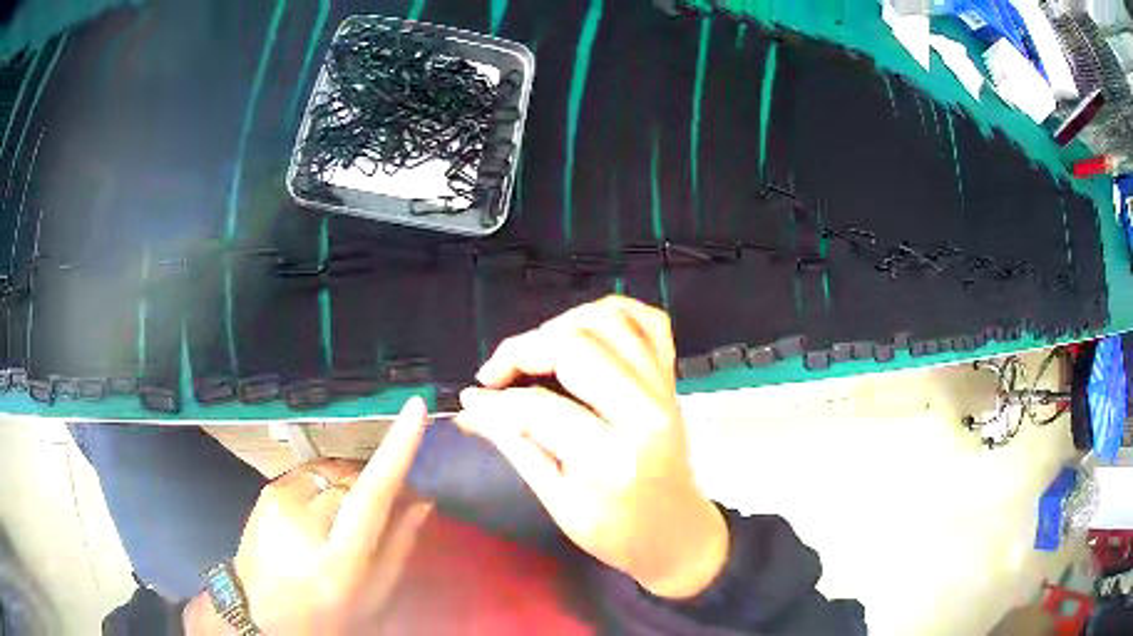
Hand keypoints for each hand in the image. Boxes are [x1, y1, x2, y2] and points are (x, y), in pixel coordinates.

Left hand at [184, 398, 432, 634]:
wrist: (261, 614)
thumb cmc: (327, 614)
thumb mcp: (373, 597)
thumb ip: (399, 547)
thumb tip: (423, 499)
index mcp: (339, 560)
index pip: (372, 494)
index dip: (396, 450)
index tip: (415, 409)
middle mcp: (305, 523)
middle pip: (353, 478)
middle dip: (371, 485)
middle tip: (377, 515)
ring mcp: (279, 502)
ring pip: (331, 471)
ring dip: (346, 484)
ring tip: (340, 519)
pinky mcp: (267, 490)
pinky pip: (309, 473)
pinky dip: (323, 485)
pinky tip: (317, 514)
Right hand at [457, 296, 727, 599]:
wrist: (677, 534)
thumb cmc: (617, 533)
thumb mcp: (558, 501)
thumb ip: (514, 446)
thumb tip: (470, 409)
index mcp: (612, 457)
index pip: (539, 407)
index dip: (494, 401)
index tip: (471, 400)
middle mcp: (645, 412)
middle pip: (575, 345)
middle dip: (522, 349)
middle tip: (496, 375)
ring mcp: (664, 390)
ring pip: (609, 321)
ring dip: (561, 325)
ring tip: (535, 353)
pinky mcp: (672, 380)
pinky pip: (649, 322)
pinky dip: (613, 312)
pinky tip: (584, 329)